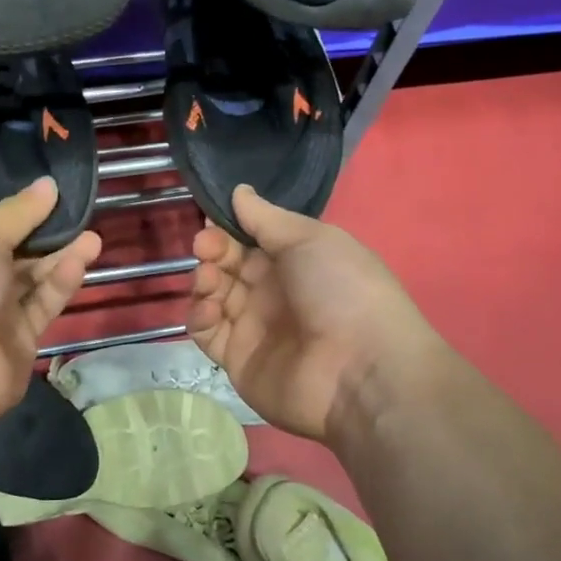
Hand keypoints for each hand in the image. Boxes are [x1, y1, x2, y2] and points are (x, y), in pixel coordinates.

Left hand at [0, 178, 100, 426]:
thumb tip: (48, 184)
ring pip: (33, 279)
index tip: (52, 195)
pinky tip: (82, 260)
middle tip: (80, 214)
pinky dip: (60, 283)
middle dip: (46, 235)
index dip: (19, 212)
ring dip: (61, 257)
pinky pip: (42, 304)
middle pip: (14, 253)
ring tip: (93, 236)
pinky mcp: (20, 339)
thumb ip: (18, 213)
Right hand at [188, 186, 441, 443]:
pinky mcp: (237, 360)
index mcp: (295, 262)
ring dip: (204, 280)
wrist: (360, 368)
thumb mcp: (309, 239)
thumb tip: (239, 191)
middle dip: (212, 250)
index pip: (250, 240)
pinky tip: (210, 308)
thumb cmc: (342, 289)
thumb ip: (266, 218)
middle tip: (205, 247)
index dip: (228, 229)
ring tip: (209, 277)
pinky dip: (200, 316)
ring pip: (213, 296)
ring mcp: (254, 328)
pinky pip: (208, 333)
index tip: (210, 220)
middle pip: (228, 266)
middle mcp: (273, 293)